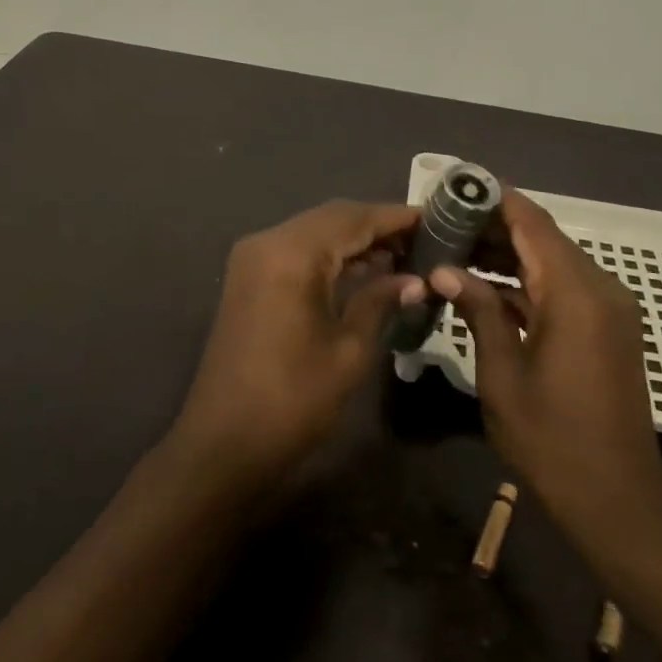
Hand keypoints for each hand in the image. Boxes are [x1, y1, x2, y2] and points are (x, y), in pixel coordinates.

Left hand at [170, 200, 424, 495]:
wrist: (223, 444)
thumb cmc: (292, 400)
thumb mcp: (349, 351)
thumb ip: (381, 302)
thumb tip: (415, 280)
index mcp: (291, 253)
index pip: (354, 217)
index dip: (397, 217)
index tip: (438, 219)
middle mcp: (268, 241)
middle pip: (333, 218)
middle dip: (378, 226)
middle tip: (425, 239)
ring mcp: (254, 259)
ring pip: (315, 232)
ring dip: (356, 240)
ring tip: (405, 255)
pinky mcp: (249, 279)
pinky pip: (298, 252)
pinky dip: (332, 256)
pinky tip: (366, 271)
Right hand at [432, 193, 661, 557]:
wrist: (617, 500)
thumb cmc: (552, 440)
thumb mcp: (502, 374)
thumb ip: (478, 311)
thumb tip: (445, 269)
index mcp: (576, 293)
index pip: (533, 222)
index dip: (496, 198)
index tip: (456, 186)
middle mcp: (599, 289)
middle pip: (543, 237)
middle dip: (494, 226)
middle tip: (442, 223)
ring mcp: (608, 309)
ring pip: (552, 261)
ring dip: (508, 253)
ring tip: (454, 249)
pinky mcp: (607, 328)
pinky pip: (562, 287)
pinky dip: (527, 281)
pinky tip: (486, 286)